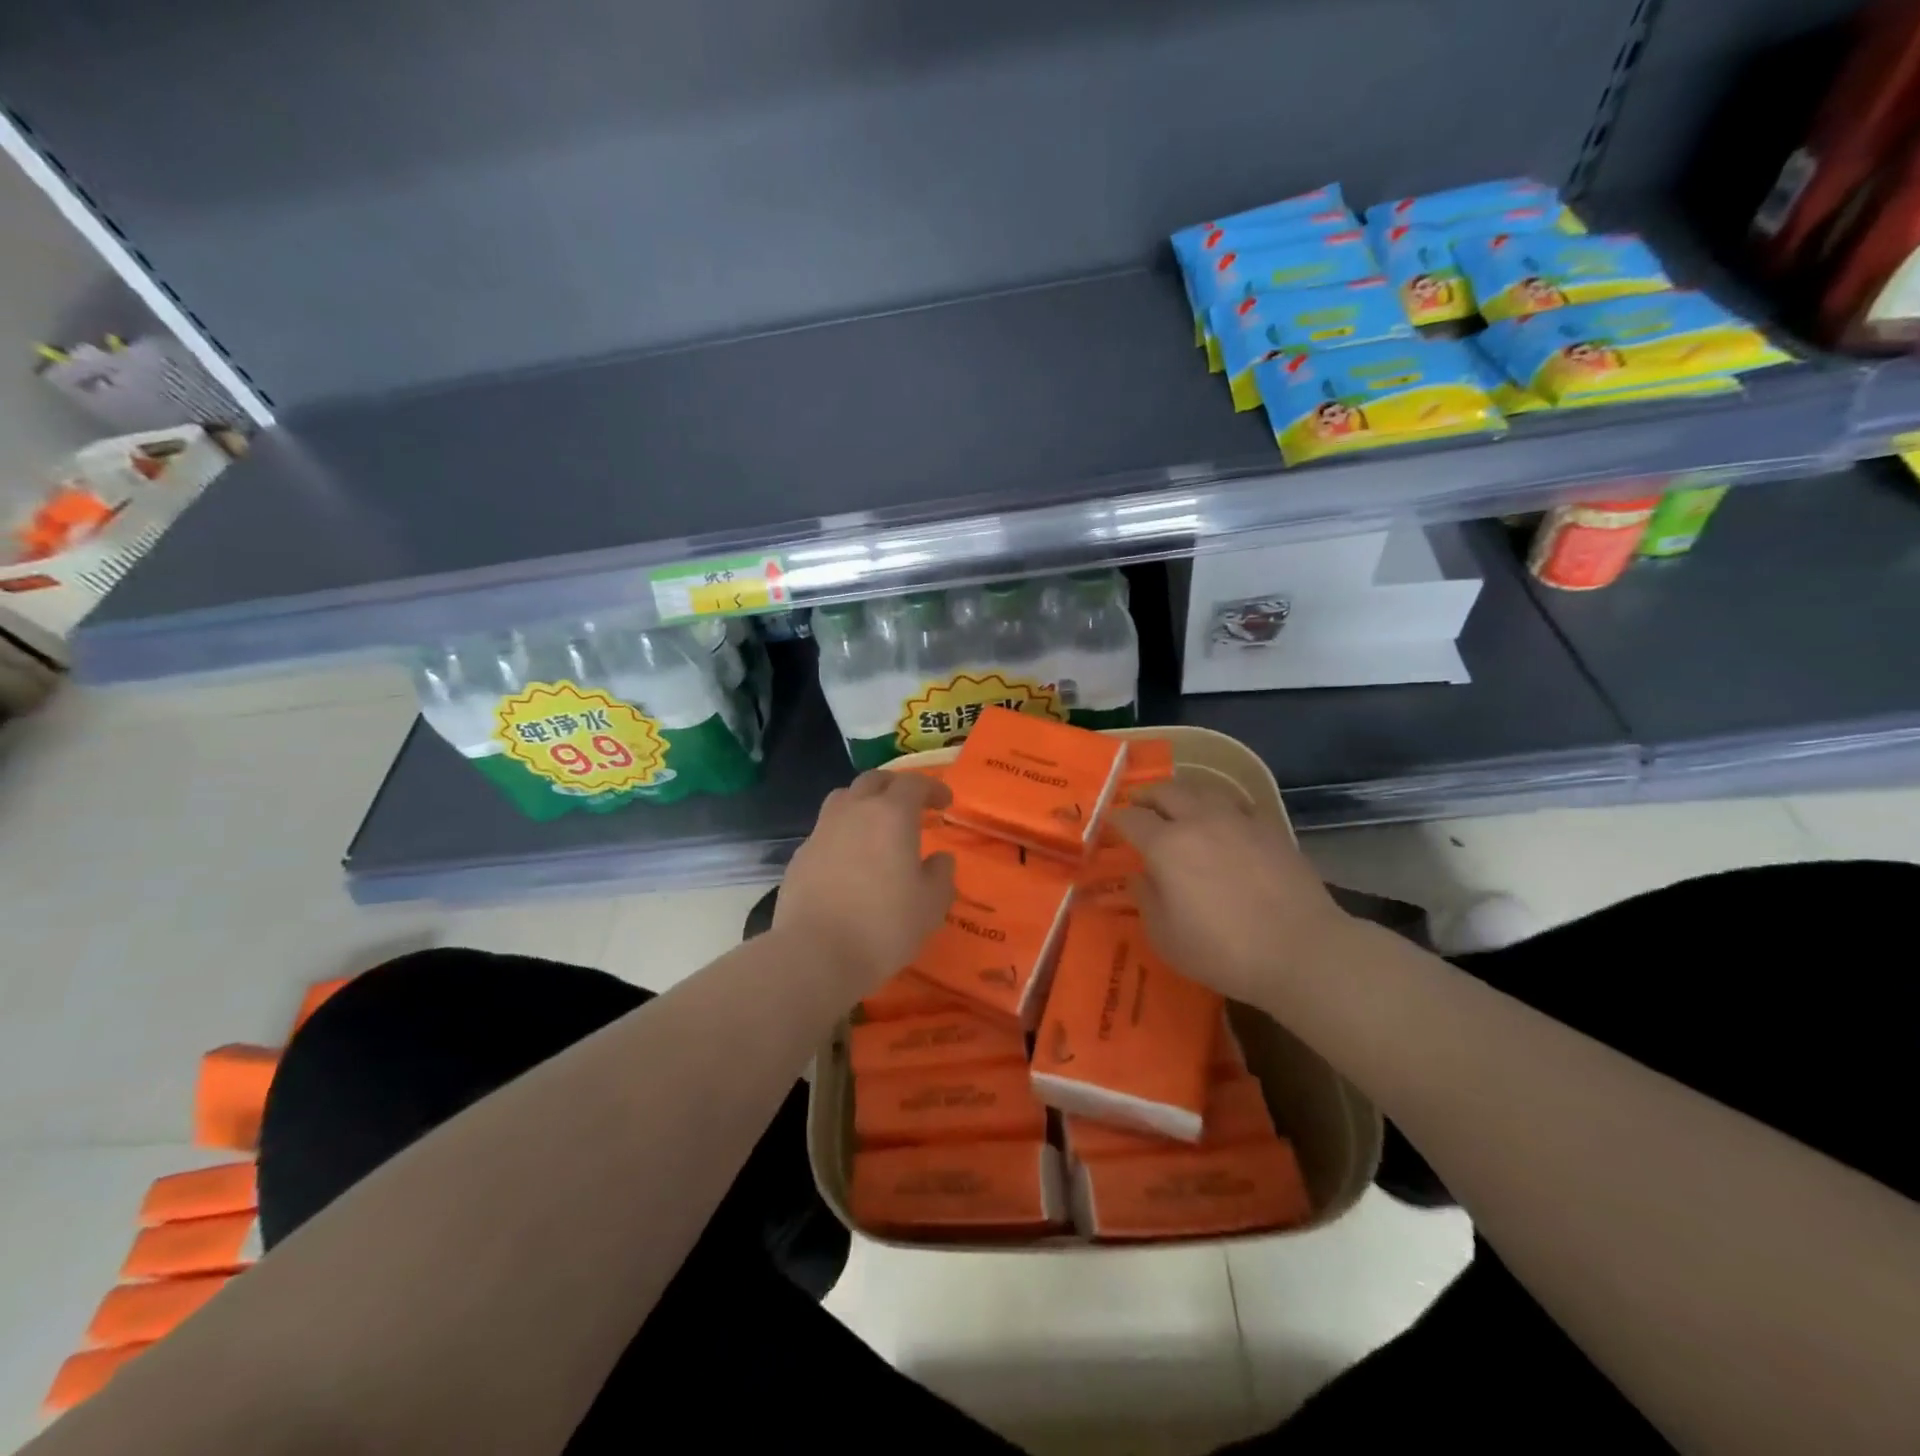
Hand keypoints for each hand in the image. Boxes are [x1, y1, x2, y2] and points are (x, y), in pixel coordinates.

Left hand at [776, 770, 955, 995]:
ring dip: (863, 803)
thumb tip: (940, 859)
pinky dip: (842, 835)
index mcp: (891, 815)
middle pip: (874, 780)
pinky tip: (848, 861)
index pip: (914, 783)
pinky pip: (825, 831)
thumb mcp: (931, 905)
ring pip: (843, 799)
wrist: (814, 954)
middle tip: (910, 806)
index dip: (932, 788)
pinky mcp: (800, 856)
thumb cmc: (883, 925)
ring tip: (875, 826)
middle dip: (895, 786)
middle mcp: (854, 812)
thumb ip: (941, 875)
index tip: (944, 803)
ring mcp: (821, 832)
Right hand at [1111, 780, 1354, 1007]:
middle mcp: (1199, 821)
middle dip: (1147, 796)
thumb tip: (1140, 875)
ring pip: (1203, 789)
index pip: (1131, 819)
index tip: (1111, 827)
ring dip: (1183, 794)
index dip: (1116, 820)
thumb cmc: (1222, 950)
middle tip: (1139, 806)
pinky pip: (1237, 804)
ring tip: (1178, 806)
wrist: (1301, 951)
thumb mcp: (1165, 936)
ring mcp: (1238, 820)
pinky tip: (1222, 821)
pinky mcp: (1270, 828)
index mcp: (1167, 845)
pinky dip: (1220, 806)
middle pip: (1166, 791)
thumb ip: (1146, 899)